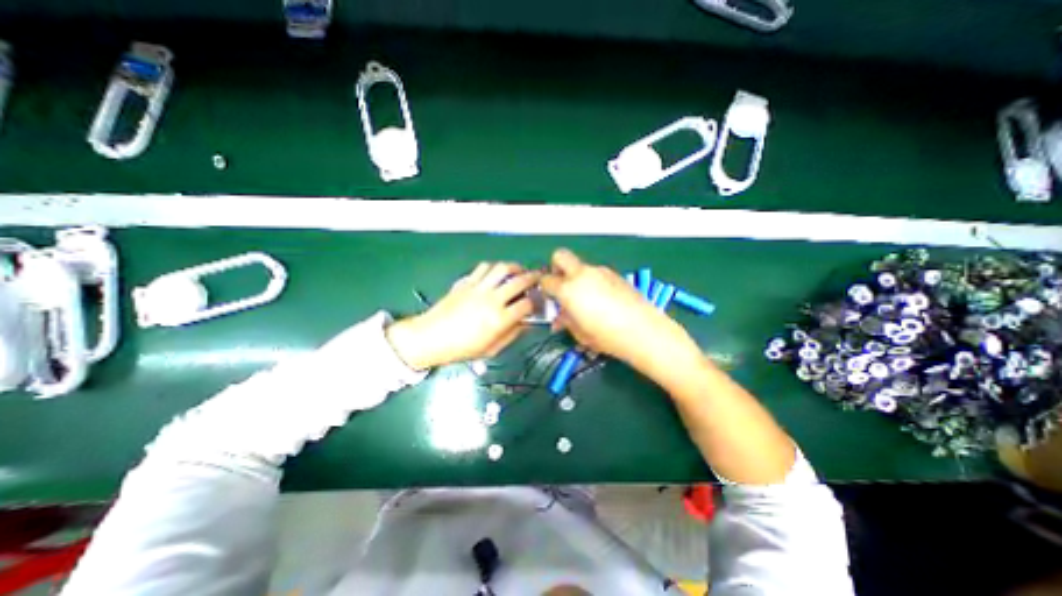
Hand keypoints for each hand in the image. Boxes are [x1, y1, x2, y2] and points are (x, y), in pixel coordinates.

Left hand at [386, 264, 539, 368]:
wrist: (431, 337)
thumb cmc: (462, 348)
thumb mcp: (491, 349)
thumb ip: (512, 335)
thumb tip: (525, 324)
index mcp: (499, 319)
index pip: (527, 304)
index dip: (536, 303)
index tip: (536, 304)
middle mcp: (492, 299)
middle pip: (519, 281)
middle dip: (533, 278)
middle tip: (538, 278)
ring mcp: (478, 288)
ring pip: (502, 268)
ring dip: (515, 267)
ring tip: (519, 270)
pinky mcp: (467, 282)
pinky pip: (484, 267)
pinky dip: (494, 267)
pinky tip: (496, 273)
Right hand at [540, 249, 697, 374]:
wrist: (645, 332)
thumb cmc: (608, 337)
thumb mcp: (580, 334)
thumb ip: (565, 321)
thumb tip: (560, 318)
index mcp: (568, 289)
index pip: (546, 280)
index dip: (545, 289)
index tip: (549, 298)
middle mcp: (582, 274)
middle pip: (560, 256)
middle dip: (556, 268)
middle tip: (561, 286)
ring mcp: (601, 271)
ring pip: (580, 266)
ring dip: (577, 277)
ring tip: (586, 299)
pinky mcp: (616, 274)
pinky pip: (597, 273)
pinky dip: (593, 281)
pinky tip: (602, 300)